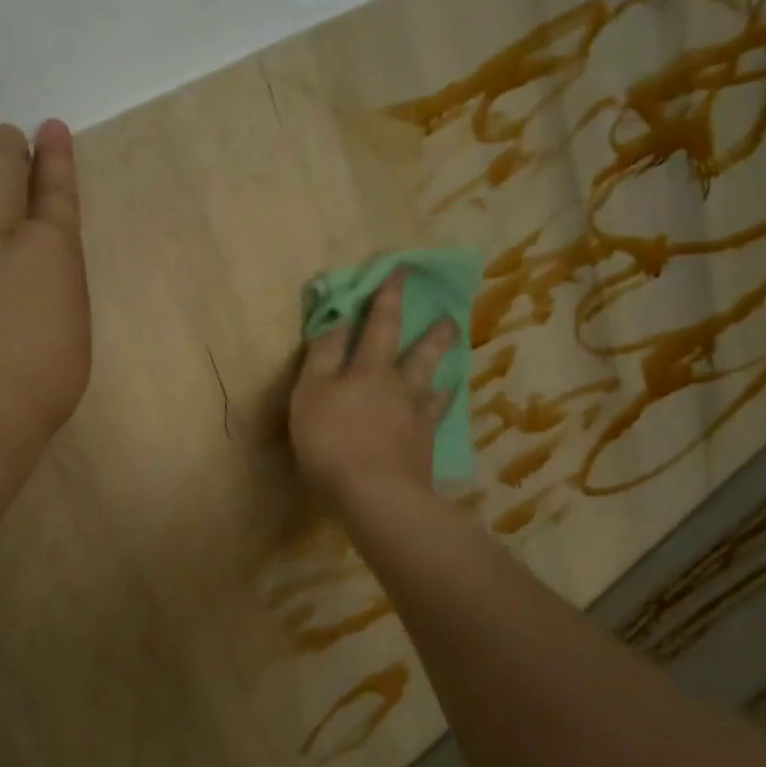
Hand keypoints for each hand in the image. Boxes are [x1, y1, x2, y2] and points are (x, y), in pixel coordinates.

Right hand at [289, 271, 457, 508]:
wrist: (375, 494)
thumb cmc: (331, 440)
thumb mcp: (310, 393)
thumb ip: (322, 356)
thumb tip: (336, 319)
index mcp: (369, 370)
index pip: (379, 325)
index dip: (387, 298)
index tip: (401, 272)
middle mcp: (399, 387)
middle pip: (421, 354)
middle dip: (434, 333)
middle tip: (450, 317)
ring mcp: (417, 418)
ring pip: (435, 386)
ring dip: (444, 369)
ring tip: (455, 360)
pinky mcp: (424, 448)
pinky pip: (438, 420)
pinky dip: (443, 408)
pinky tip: (447, 407)